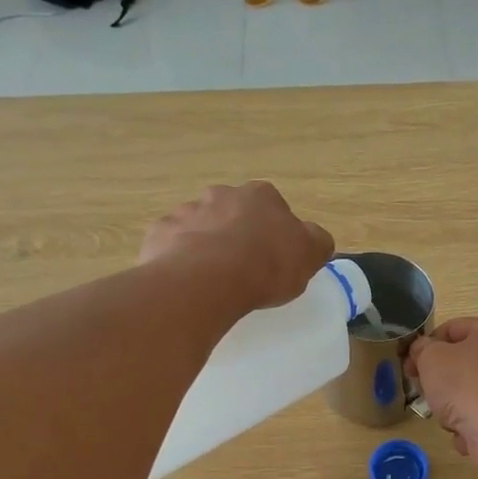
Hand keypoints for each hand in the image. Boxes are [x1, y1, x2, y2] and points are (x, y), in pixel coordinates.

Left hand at [140, 182, 333, 314]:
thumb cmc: (266, 266)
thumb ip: (316, 242)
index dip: (273, 232)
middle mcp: (221, 195)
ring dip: (205, 245)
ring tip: (212, 281)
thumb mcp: (309, 256)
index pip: (272, 207)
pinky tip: (187, 283)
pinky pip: (172, 246)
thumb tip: (316, 239)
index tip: (274, 257)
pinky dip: (178, 259)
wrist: (208, 280)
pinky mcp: (160, 233)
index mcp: (260, 196)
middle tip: (242, 268)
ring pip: (199, 227)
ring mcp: (186, 211)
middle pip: (232, 212)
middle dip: (235, 233)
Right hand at [407, 317, 477, 476]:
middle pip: (459, 362)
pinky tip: (462, 430)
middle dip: (437, 377)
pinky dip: (465, 424)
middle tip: (420, 388)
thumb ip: (422, 349)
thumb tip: (422, 350)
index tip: (409, 362)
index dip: (426, 344)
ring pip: (465, 392)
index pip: (451, 328)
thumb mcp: (431, 358)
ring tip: (444, 414)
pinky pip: (476, 416)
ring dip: (449, 404)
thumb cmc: (465, 384)